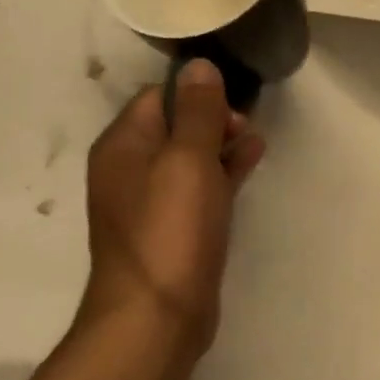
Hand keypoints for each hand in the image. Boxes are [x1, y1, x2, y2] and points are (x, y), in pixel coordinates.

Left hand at [80, 59, 266, 346]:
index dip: (196, 91)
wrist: (157, 315)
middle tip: (247, 124)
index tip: (234, 97)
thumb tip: (198, 65)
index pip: (158, 97)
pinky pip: (199, 188)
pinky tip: (250, 165)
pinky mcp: (174, 229)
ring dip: (221, 145)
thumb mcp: (188, 160)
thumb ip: (198, 111)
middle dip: (212, 118)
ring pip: (190, 158)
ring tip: (255, 141)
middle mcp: (130, 170)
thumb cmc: (170, 229)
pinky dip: (223, 173)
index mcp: (123, 146)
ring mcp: (152, 202)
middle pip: (175, 126)